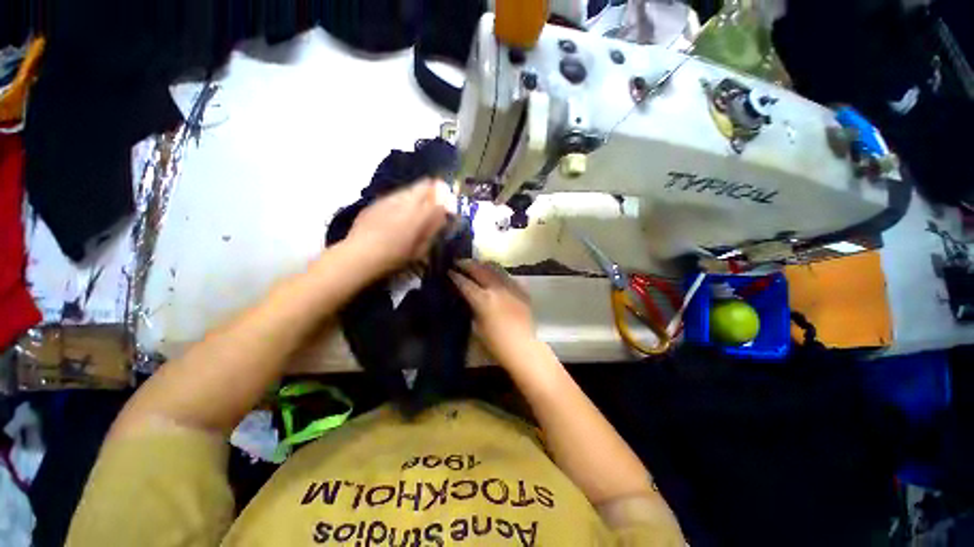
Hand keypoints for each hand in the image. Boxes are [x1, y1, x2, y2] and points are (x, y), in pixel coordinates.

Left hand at [346, 179, 449, 277]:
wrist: (359, 255)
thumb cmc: (394, 258)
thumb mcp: (420, 250)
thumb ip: (431, 232)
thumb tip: (441, 219)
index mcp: (419, 216)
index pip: (438, 199)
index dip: (445, 199)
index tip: (447, 202)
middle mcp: (405, 202)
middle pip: (423, 186)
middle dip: (431, 189)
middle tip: (434, 196)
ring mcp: (388, 200)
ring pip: (407, 189)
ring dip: (415, 192)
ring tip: (417, 201)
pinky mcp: (375, 202)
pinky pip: (394, 195)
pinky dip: (401, 199)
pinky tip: (398, 209)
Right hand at [449, 260, 536, 363]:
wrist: (523, 347)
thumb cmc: (496, 343)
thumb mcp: (477, 325)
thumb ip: (473, 307)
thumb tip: (468, 296)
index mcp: (484, 299)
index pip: (465, 283)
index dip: (455, 276)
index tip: (449, 271)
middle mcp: (497, 288)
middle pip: (480, 269)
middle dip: (467, 264)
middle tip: (459, 262)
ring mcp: (511, 287)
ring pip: (495, 268)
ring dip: (483, 265)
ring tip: (476, 265)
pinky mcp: (521, 290)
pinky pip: (507, 276)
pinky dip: (497, 273)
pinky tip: (494, 276)